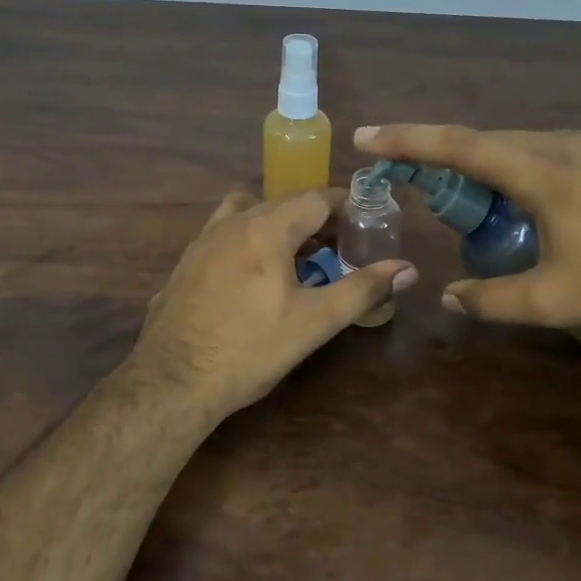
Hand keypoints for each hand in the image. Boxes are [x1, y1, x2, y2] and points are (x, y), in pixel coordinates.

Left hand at [128, 189, 416, 420]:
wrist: (173, 382)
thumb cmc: (250, 349)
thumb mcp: (314, 322)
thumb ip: (362, 289)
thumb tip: (407, 269)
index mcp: (266, 229)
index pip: (315, 198)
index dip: (345, 205)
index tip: (365, 221)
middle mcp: (231, 223)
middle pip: (281, 204)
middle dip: (314, 218)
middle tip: (338, 246)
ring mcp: (201, 242)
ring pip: (246, 213)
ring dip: (275, 225)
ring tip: (292, 257)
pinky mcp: (184, 264)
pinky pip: (222, 235)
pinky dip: (245, 241)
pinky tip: (250, 278)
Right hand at [353, 125, 580, 329]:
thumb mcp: (556, 302)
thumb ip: (492, 300)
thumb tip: (448, 297)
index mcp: (544, 172)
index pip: (461, 147)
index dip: (409, 140)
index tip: (367, 136)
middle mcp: (564, 144)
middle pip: (486, 141)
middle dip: (441, 156)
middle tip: (411, 179)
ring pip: (519, 146)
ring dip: (483, 166)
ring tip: (467, 200)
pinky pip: (547, 152)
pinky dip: (516, 169)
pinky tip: (521, 200)